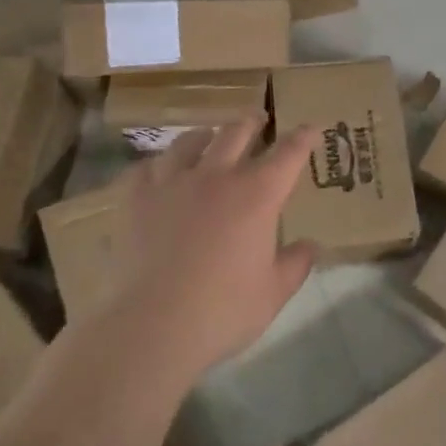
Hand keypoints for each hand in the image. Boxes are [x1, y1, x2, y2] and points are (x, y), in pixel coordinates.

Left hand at [117, 118, 318, 376]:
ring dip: (205, 136)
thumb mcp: (273, 293)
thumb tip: (310, 246)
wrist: (152, 325)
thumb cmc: (222, 310)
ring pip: (189, 142)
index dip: (302, 137)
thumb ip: (296, 264)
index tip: (310, 127)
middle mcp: (216, 176)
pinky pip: (147, 167)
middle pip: (236, 133)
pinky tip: (159, 173)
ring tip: (207, 138)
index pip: (288, 154)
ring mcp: (172, 182)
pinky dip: (159, 165)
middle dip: (252, 123)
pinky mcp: (135, 197)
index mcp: (257, 195)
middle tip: (258, 120)